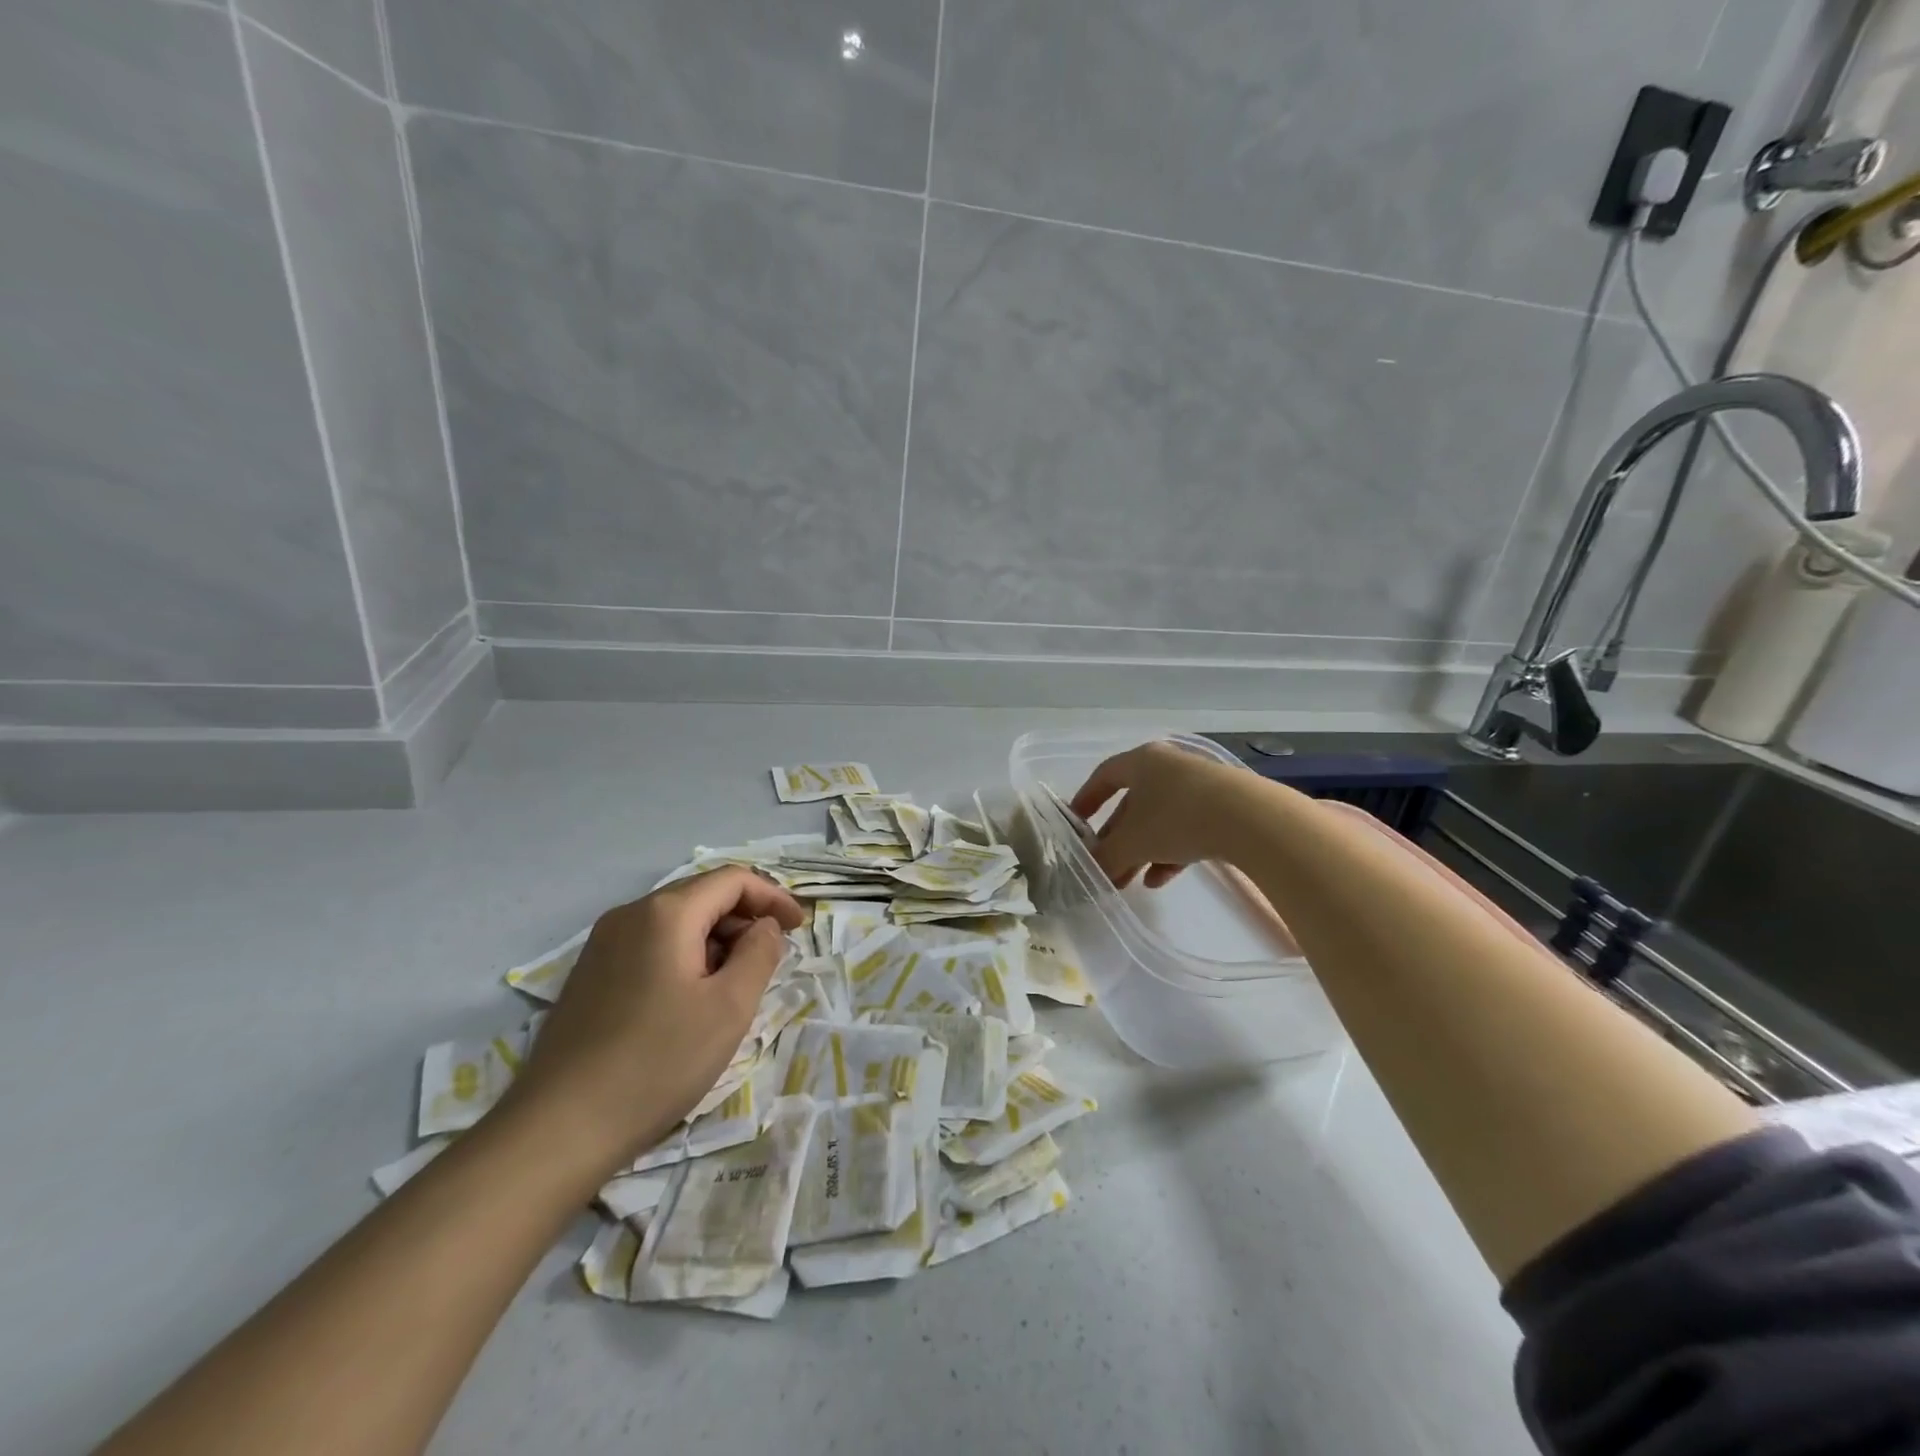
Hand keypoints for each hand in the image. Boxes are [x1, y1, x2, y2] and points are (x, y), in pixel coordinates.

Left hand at [501, 867, 803, 1178]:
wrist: (559, 1128)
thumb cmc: (658, 1061)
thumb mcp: (730, 1007)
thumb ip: (759, 953)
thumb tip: (764, 927)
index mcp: (666, 912)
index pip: (733, 880)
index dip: (773, 897)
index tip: (799, 928)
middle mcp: (630, 914)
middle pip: (703, 895)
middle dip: (745, 918)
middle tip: (772, 958)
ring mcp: (602, 944)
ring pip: (677, 922)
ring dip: (716, 939)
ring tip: (736, 983)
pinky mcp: (589, 974)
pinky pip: (651, 945)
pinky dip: (685, 956)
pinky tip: (692, 999)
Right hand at [1070, 741, 1255, 889]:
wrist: (1250, 819)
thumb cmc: (1176, 818)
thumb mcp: (1132, 842)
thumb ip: (1106, 856)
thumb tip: (1091, 871)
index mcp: (1142, 762)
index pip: (1104, 776)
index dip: (1086, 799)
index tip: (1076, 823)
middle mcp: (1168, 767)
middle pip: (1133, 804)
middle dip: (1116, 839)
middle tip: (1104, 867)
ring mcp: (1199, 787)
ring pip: (1159, 821)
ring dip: (1141, 852)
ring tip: (1128, 883)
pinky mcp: (1224, 808)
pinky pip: (1186, 830)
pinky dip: (1169, 853)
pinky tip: (1160, 880)